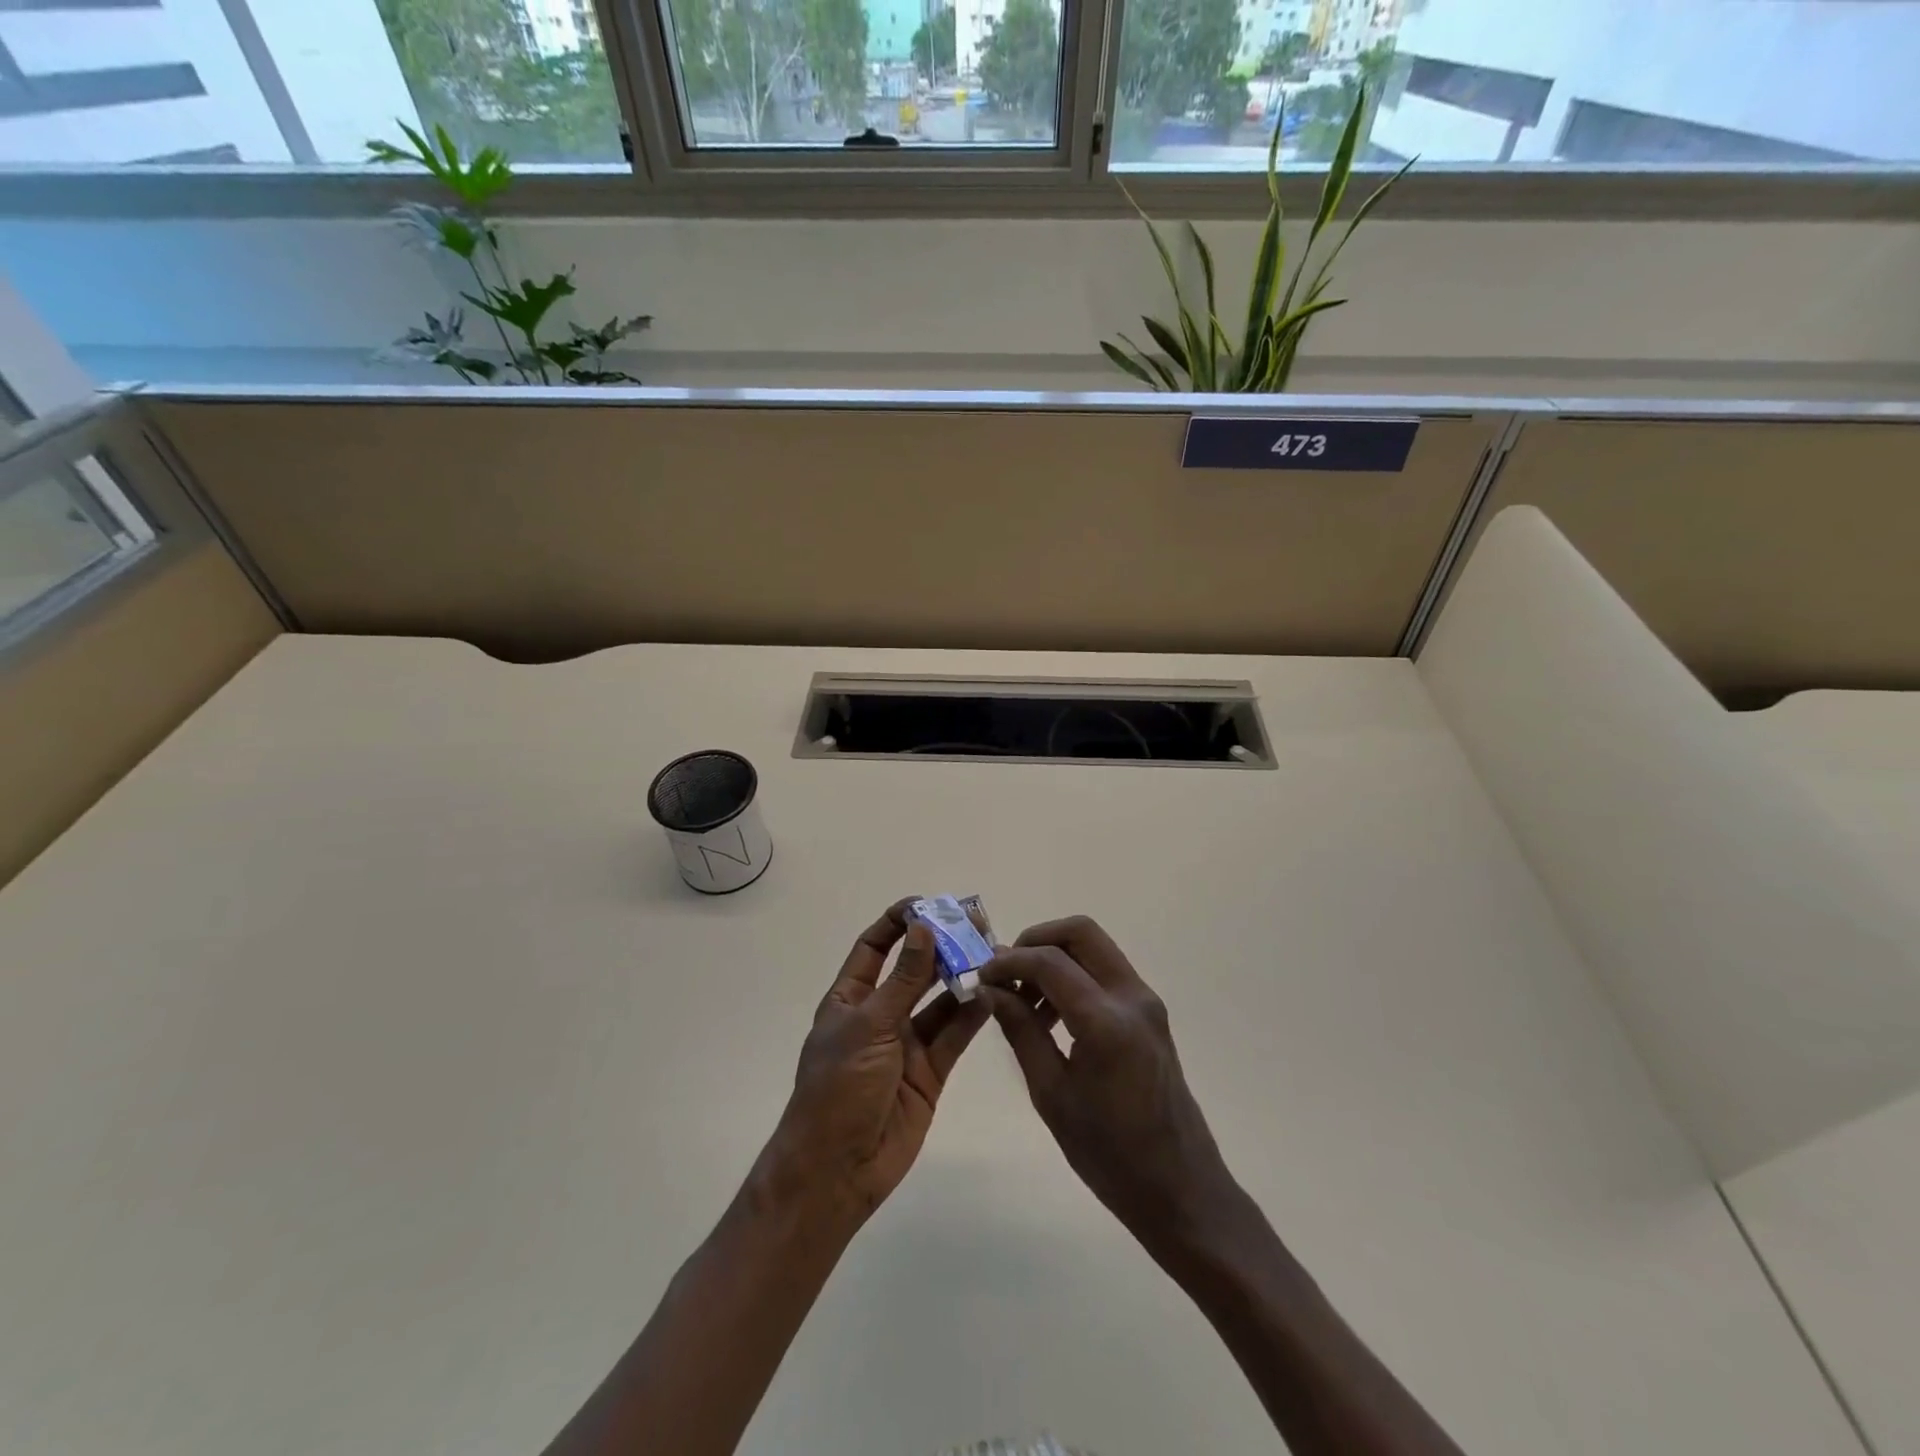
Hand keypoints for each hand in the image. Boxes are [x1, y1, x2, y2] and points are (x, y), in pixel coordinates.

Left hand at [755, 900, 990, 1228]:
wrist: (837, 1170)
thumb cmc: (838, 1088)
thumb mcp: (869, 1026)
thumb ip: (903, 980)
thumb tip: (924, 928)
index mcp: (851, 999)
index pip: (874, 947)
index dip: (898, 923)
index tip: (928, 905)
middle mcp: (879, 1015)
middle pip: (913, 970)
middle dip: (940, 947)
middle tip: (975, 925)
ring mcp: (906, 1044)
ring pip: (939, 1001)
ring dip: (961, 978)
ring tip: (991, 955)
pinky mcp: (930, 1071)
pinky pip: (954, 1035)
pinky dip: (972, 1015)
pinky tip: (993, 994)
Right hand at [981, 916, 1243, 1256]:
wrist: (1181, 1189)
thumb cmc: (1110, 1154)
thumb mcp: (1052, 1094)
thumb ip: (1021, 1031)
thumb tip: (989, 989)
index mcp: (1106, 1022)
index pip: (1049, 962)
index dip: (1009, 962)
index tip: (980, 976)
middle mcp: (1132, 997)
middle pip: (1079, 932)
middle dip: (1036, 941)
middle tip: (1006, 973)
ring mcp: (1146, 1002)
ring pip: (1094, 947)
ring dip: (1055, 957)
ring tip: (1025, 1001)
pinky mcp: (1150, 1013)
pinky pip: (1106, 971)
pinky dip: (1074, 974)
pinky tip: (1052, 1015)